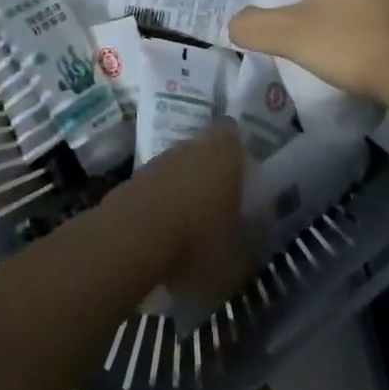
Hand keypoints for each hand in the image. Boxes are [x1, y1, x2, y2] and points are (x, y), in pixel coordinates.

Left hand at [113, 122, 252, 304]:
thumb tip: (260, 227)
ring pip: (182, 168)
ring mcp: (160, 159)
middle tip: (224, 205)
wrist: (129, 241)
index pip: (237, 135)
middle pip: (208, 151)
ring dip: (188, 189)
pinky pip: (159, 187)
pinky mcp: (134, 179)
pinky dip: (164, 203)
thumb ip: (256, 236)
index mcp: (226, 152)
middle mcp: (193, 146)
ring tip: (194, 226)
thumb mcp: (242, 254)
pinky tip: (167, 233)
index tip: (249, 176)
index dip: (242, 152)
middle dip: (215, 173)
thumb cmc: (198, 242)